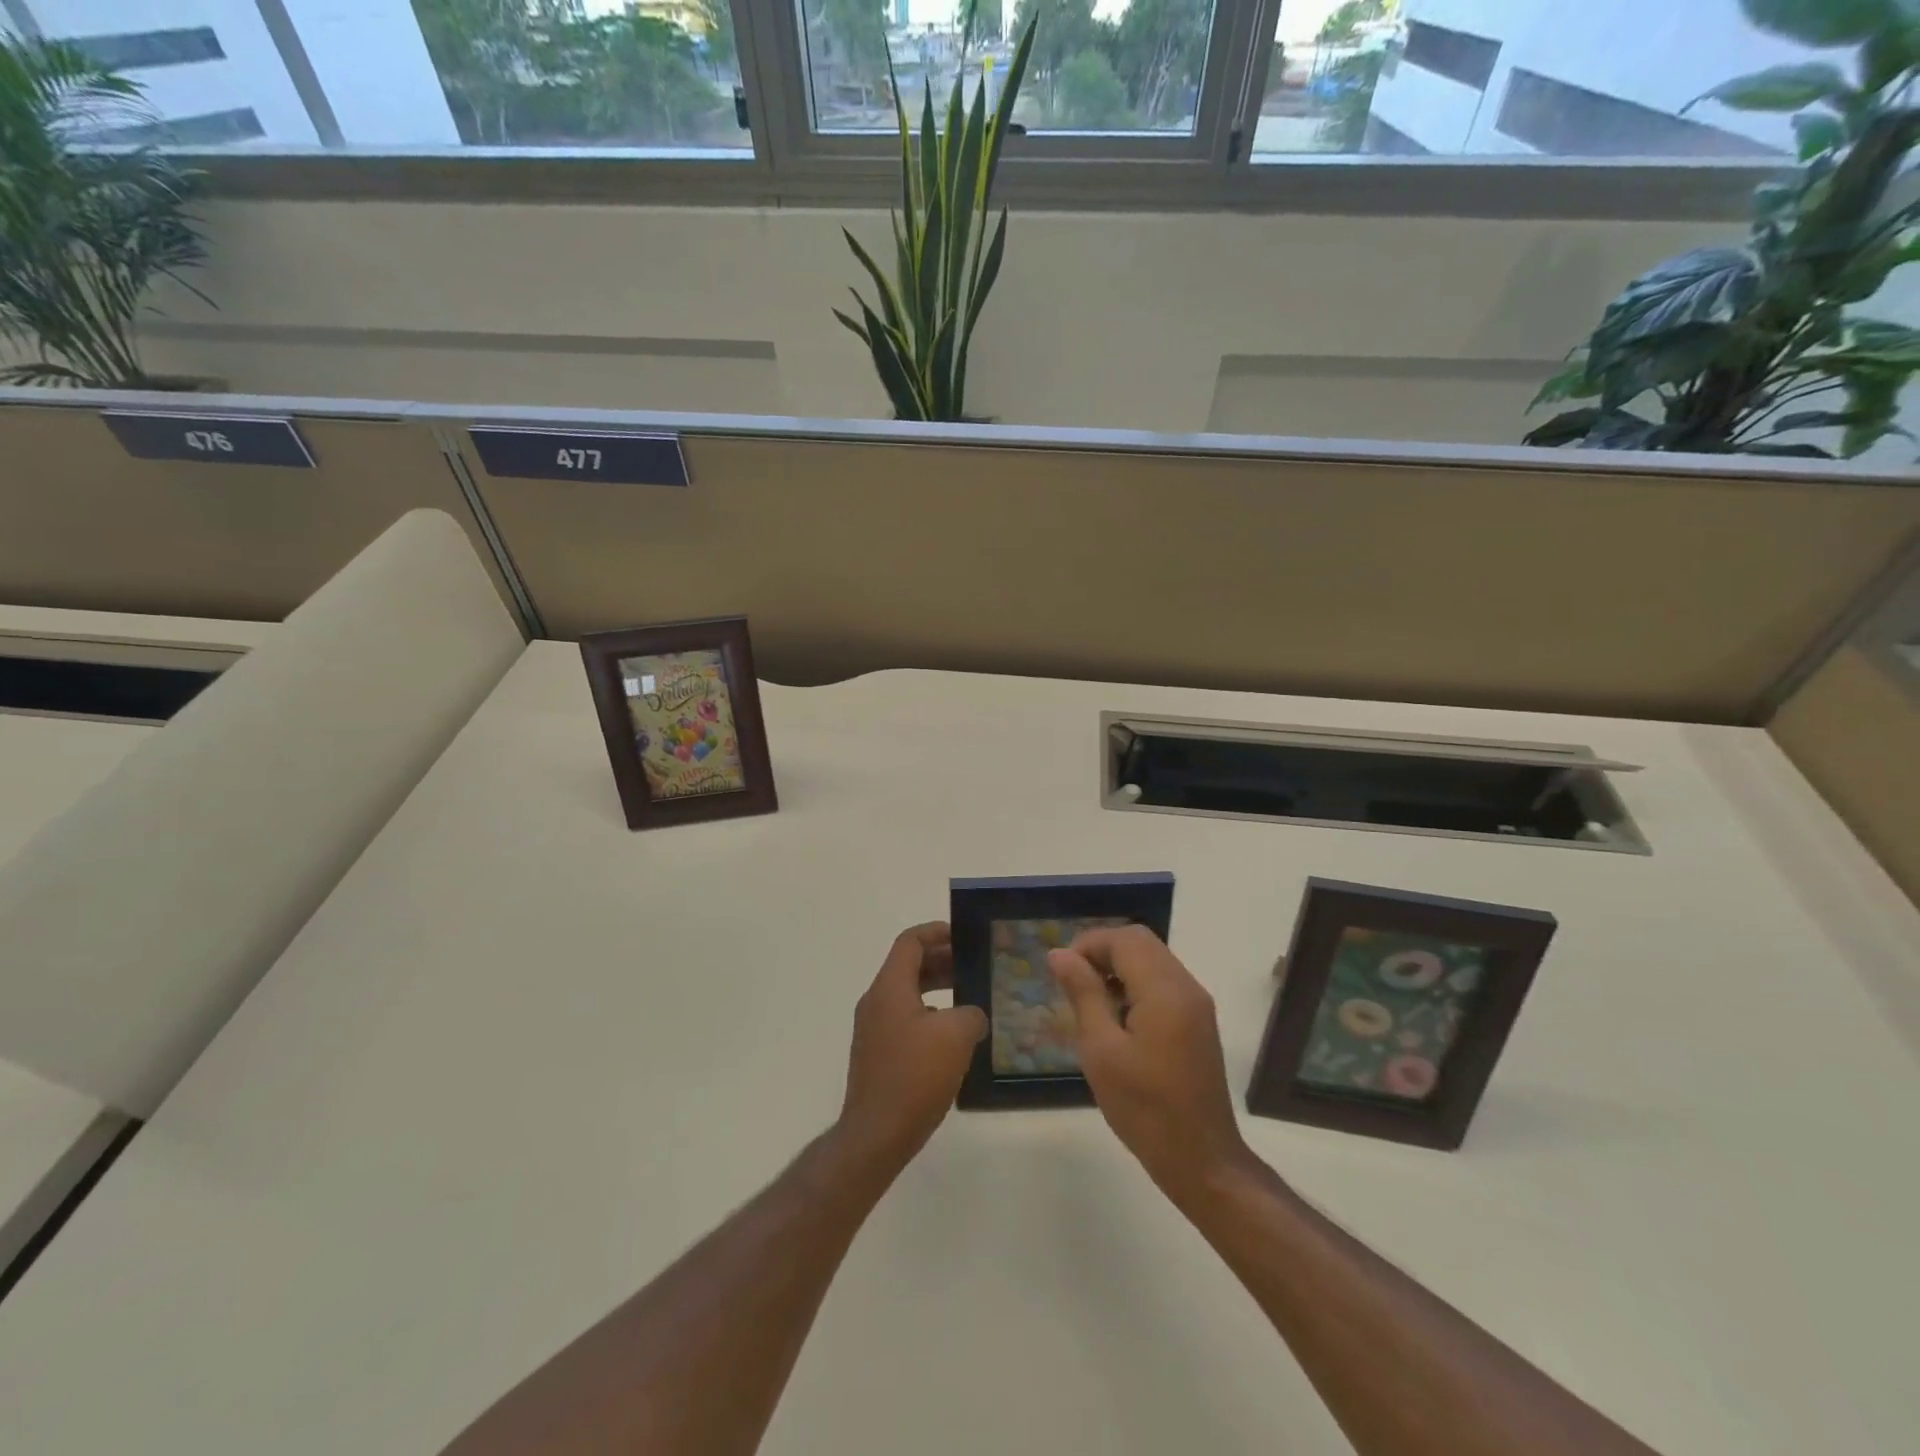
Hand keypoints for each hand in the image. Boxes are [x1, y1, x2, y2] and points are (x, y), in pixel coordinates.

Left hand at [838, 922, 987, 1170]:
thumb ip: (971, 1014)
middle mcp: (876, 1001)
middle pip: (908, 966)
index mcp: (890, 987)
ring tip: (969, 999)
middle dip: (941, 961)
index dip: (936, 932)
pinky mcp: (876, 1054)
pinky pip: (904, 1020)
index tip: (963, 937)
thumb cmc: (915, 1076)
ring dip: (936, 989)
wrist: (876, 1134)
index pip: (909, 942)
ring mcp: (872, 1029)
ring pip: (906, 995)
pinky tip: (953, 1039)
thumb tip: (972, 1016)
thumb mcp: (956, 1036)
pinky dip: (928, 1016)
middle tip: (973, 966)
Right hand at [1048, 926, 1251, 1198]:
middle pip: (1141, 942)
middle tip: (1072, 982)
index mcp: (1164, 991)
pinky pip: (1163, 981)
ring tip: (1089, 1000)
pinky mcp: (1198, 1021)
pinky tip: (1116, 1017)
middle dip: (1102, 951)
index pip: (1124, 939)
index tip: (1061, 971)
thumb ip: (1083, 994)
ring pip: (1153, 959)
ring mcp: (1197, 1004)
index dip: (1088, 944)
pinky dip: (1136, 983)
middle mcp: (1186, 986)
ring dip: (1118, 967)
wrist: (1201, 1160)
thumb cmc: (1144, 1108)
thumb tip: (1059, 954)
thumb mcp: (1101, 1050)